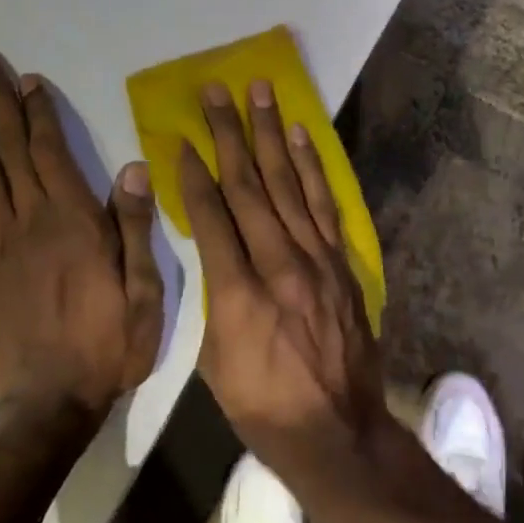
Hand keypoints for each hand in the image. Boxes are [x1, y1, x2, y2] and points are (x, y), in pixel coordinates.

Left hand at [0, 49, 162, 411]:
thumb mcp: (144, 291)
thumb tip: (131, 168)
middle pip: (7, 150)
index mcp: (73, 223)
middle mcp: (30, 222)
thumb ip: (134, 227)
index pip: (51, 153)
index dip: (38, 112)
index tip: (27, 78)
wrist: (48, 402)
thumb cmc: (108, 345)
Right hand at [178, 79, 387, 492]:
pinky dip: (311, 167)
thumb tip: (215, 252)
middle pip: (250, 187)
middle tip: (217, 92)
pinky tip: (301, 136)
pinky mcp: (341, 262)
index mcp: (240, 294)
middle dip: (229, 135)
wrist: (337, 431)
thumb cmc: (263, 406)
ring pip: (288, 184)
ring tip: (260, 93)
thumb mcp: (215, 362)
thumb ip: (216, 298)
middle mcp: (281, 265)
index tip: (182, 139)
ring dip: (272, 134)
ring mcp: (317, 259)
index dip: (194, 175)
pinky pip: (324, 204)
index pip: (212, 218)